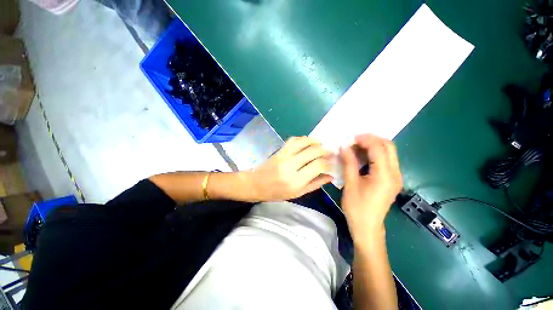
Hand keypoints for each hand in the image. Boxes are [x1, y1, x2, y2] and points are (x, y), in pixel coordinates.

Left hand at [247, 136, 333, 200]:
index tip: (332, 163)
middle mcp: (290, 166)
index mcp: (295, 181)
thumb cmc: (276, 193)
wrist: (256, 184)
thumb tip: (330, 176)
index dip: (328, 163)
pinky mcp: (279, 151)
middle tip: (330, 152)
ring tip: (322, 144)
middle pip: (313, 151)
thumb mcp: (297, 193)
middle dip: (325, 150)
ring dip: (315, 141)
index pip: (318, 165)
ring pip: (303, 142)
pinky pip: (293, 140)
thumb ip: (315, 184)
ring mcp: (284, 156)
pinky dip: (303, 139)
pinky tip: (308, 142)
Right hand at [340, 134, 402, 237]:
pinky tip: (362, 156)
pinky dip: (375, 154)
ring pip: (389, 152)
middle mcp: (395, 173)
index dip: (365, 139)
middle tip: (354, 140)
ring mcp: (396, 177)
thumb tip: (343, 147)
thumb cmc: (357, 207)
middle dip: (372, 139)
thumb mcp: (350, 184)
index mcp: (384, 175)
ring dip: (373, 146)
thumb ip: (349, 163)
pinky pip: (386, 160)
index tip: (351, 138)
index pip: (378, 148)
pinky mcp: (392, 180)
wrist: (367, 228)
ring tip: (356, 147)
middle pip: (389, 146)